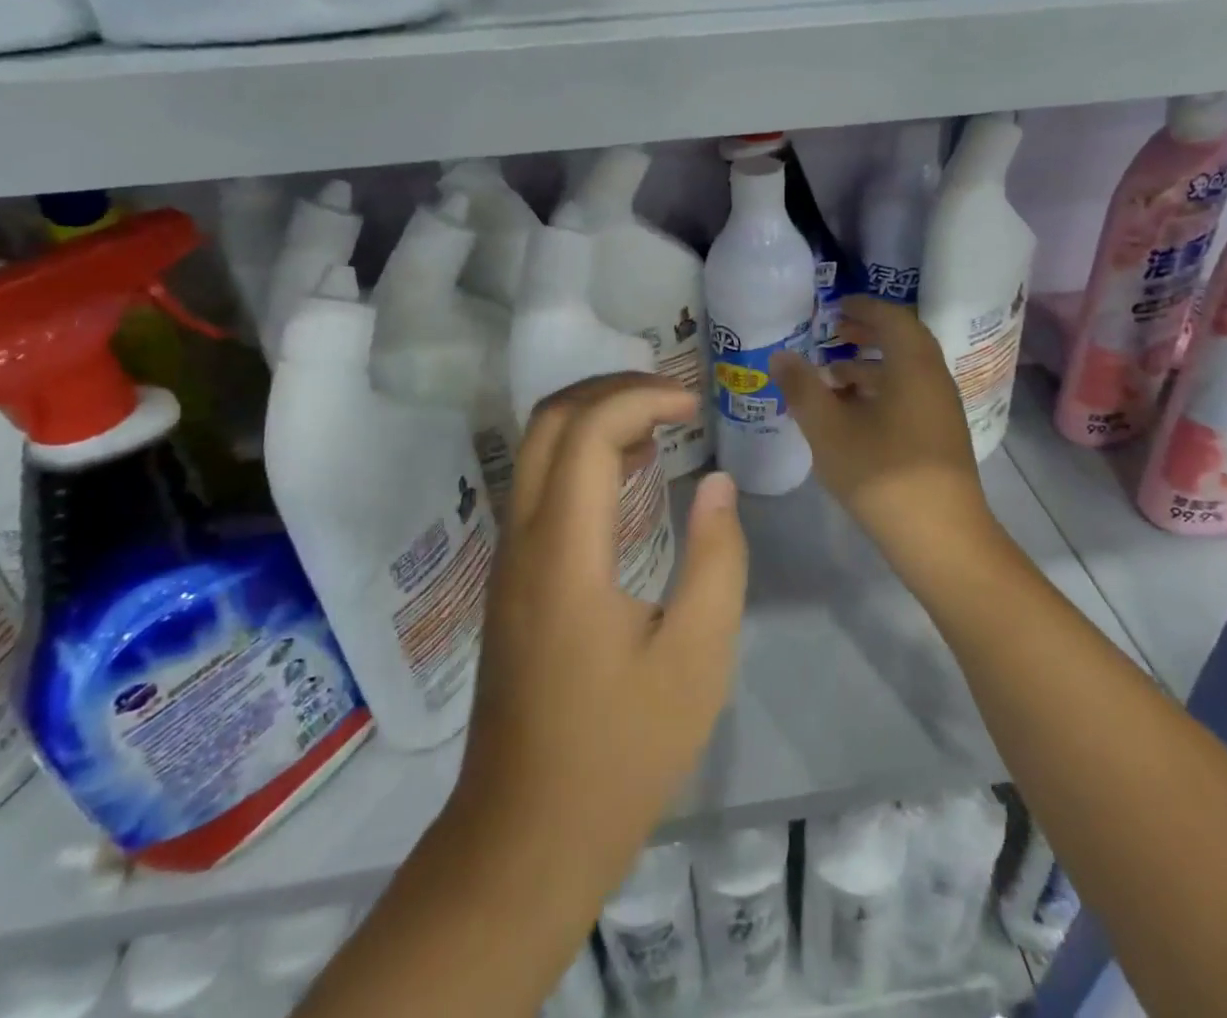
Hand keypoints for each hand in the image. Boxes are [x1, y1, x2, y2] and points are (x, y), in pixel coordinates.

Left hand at [452, 373, 747, 909]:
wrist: (526, 835)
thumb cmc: (621, 751)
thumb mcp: (697, 659)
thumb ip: (717, 560)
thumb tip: (718, 482)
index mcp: (564, 552)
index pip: (588, 432)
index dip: (641, 399)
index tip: (694, 406)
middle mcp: (522, 538)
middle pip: (548, 421)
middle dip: (611, 390)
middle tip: (673, 400)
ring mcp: (508, 557)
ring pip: (536, 448)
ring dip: (594, 417)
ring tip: (659, 424)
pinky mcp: (511, 577)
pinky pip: (538, 483)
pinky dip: (581, 453)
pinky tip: (628, 474)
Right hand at [773, 297, 995, 564]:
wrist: (941, 537)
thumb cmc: (882, 473)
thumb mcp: (829, 429)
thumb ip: (803, 388)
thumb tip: (781, 356)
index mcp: (913, 366)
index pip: (892, 318)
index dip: (863, 307)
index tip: (835, 307)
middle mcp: (934, 380)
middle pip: (902, 342)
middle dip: (866, 334)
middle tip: (832, 334)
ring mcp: (941, 410)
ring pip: (905, 373)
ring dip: (870, 367)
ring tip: (831, 378)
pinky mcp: (940, 437)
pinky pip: (909, 397)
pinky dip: (880, 393)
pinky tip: (852, 417)